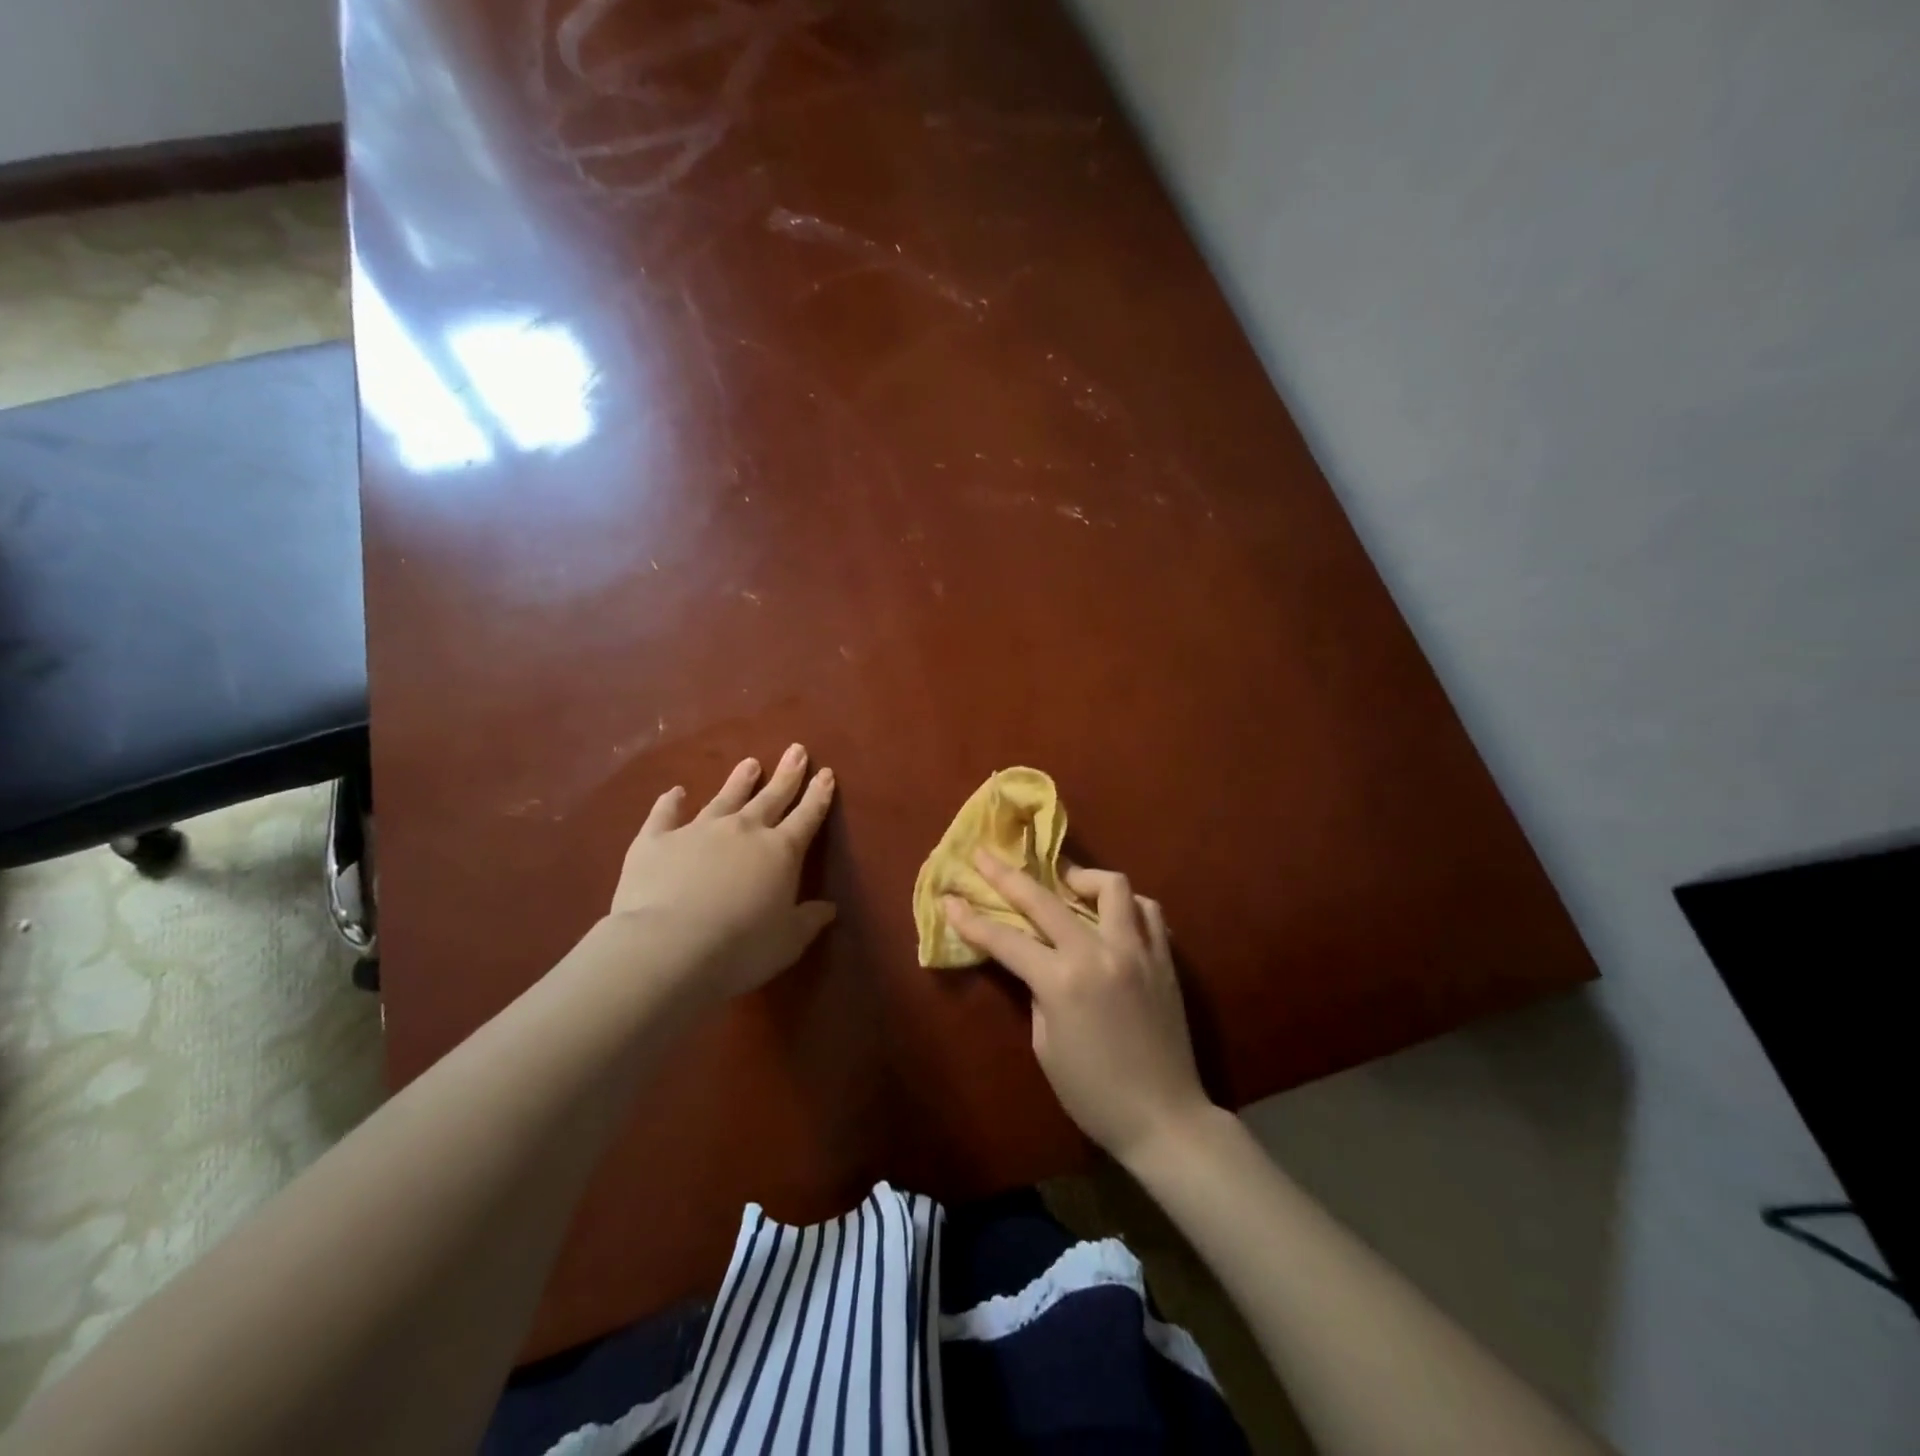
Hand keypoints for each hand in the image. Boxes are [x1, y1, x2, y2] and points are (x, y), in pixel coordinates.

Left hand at [609, 744, 836, 1005]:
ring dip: (738, 781)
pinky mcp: (656, 841)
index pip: (807, 816)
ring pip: (724, 798)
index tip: (825, 773)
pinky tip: (674, 792)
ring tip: (750, 763)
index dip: (818, 795)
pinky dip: (670, 802)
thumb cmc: (739, 948)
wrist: (667, 947)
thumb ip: (807, 921)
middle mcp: (743, 831)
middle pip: (771, 796)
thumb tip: (829, 908)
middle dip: (787, 774)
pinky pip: (665, 815)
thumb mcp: (787, 942)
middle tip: (796, 750)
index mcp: (780, 852)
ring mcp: (697, 831)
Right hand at [945, 854, 1213, 1164]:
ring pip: (1112, 886)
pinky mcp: (1164, 957)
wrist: (1164, 1118)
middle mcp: (1098, 953)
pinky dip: (1125, 905)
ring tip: (1066, 884)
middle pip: (1045, 898)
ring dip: (1082, 878)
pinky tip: (1112, 916)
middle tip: (985, 855)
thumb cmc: (1094, 1093)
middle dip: (1007, 875)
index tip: (949, 897)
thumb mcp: (1046, 1046)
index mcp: (1062, 981)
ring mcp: (1137, 950)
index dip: (971, 919)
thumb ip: (1039, 993)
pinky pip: (1147, 911)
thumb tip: (1039, 962)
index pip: (1005, 939)